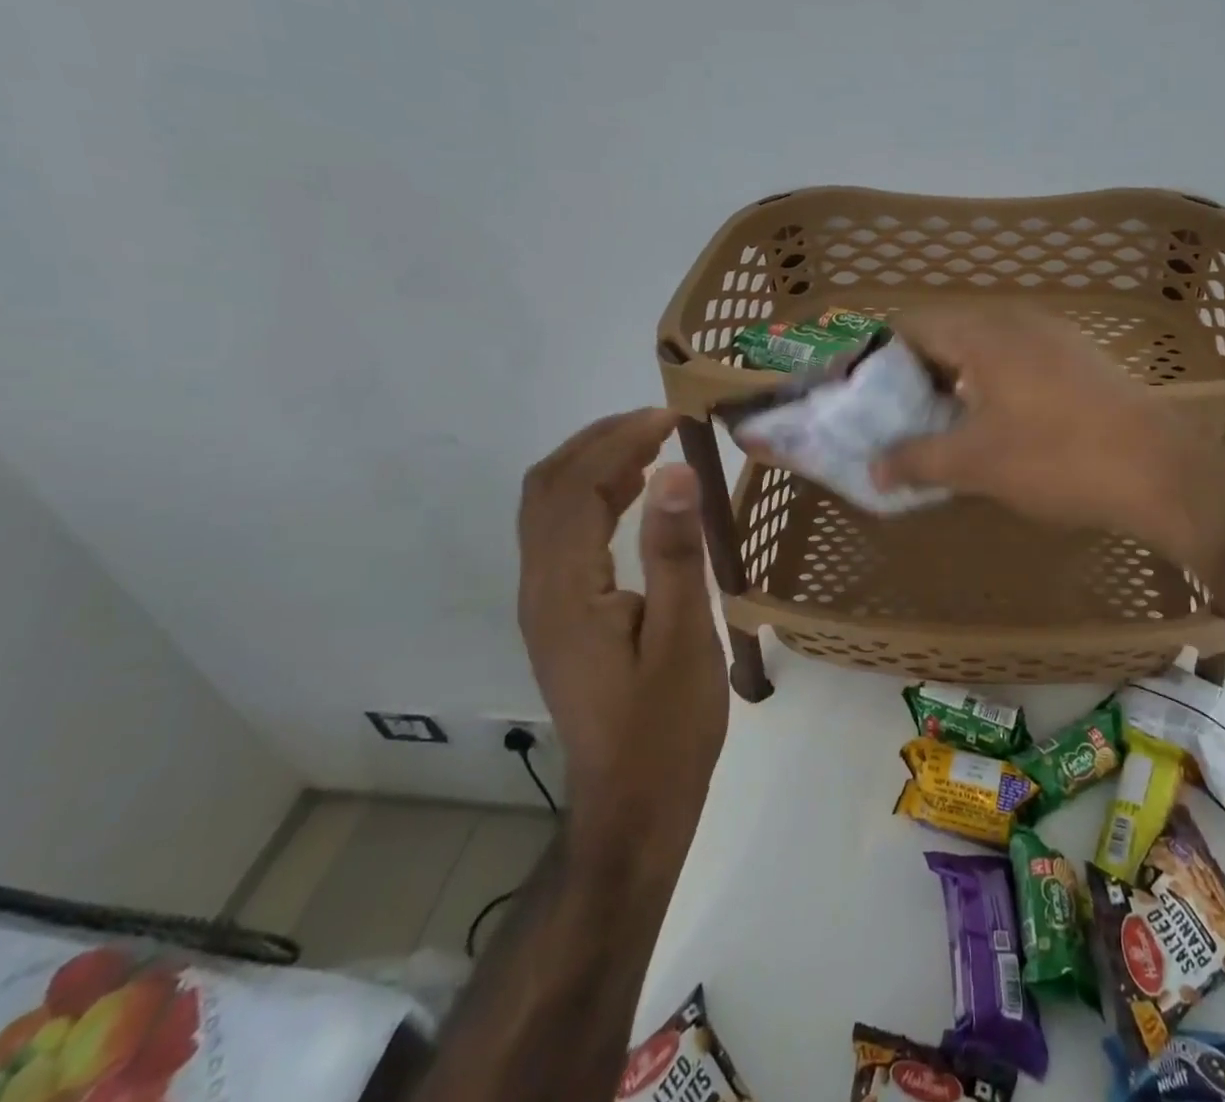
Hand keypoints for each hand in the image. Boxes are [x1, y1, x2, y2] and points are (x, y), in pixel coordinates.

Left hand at [516, 409, 727, 859]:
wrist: (632, 806)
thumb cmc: (667, 729)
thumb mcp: (684, 640)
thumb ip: (675, 554)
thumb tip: (676, 472)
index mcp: (566, 591)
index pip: (576, 487)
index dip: (620, 440)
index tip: (673, 417)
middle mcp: (540, 588)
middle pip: (548, 488)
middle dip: (600, 439)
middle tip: (660, 420)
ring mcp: (545, 603)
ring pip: (549, 507)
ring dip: (593, 462)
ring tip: (651, 442)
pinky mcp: (560, 615)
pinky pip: (563, 533)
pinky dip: (594, 495)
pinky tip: (635, 492)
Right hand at [872, 306, 1224, 560]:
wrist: (1160, 471)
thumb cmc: (1057, 458)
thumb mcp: (976, 464)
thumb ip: (917, 459)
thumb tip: (874, 468)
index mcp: (984, 333)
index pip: (911, 325)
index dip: (879, 357)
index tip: (863, 395)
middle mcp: (1016, 321)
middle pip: (946, 334)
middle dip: (915, 374)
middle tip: (895, 416)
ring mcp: (1053, 338)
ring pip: (983, 349)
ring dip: (954, 381)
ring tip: (938, 424)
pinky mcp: (1078, 361)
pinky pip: (1015, 361)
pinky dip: (989, 385)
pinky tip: (991, 425)